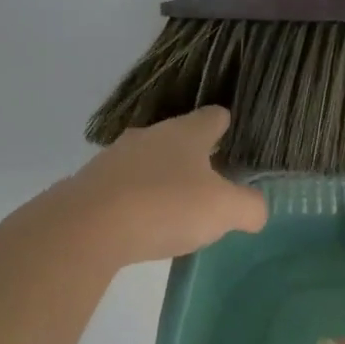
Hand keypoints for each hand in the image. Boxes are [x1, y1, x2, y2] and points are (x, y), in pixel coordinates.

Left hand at [61, 107, 267, 263]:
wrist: (87, 227)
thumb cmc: (166, 206)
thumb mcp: (224, 211)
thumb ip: (249, 207)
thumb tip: (258, 209)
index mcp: (187, 132)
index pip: (214, 116)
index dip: (227, 126)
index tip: (235, 142)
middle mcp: (151, 135)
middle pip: (180, 137)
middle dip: (194, 156)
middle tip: (210, 183)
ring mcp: (116, 157)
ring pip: (148, 160)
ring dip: (161, 178)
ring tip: (174, 208)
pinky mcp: (90, 183)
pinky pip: (122, 186)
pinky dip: (134, 199)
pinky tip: (140, 224)